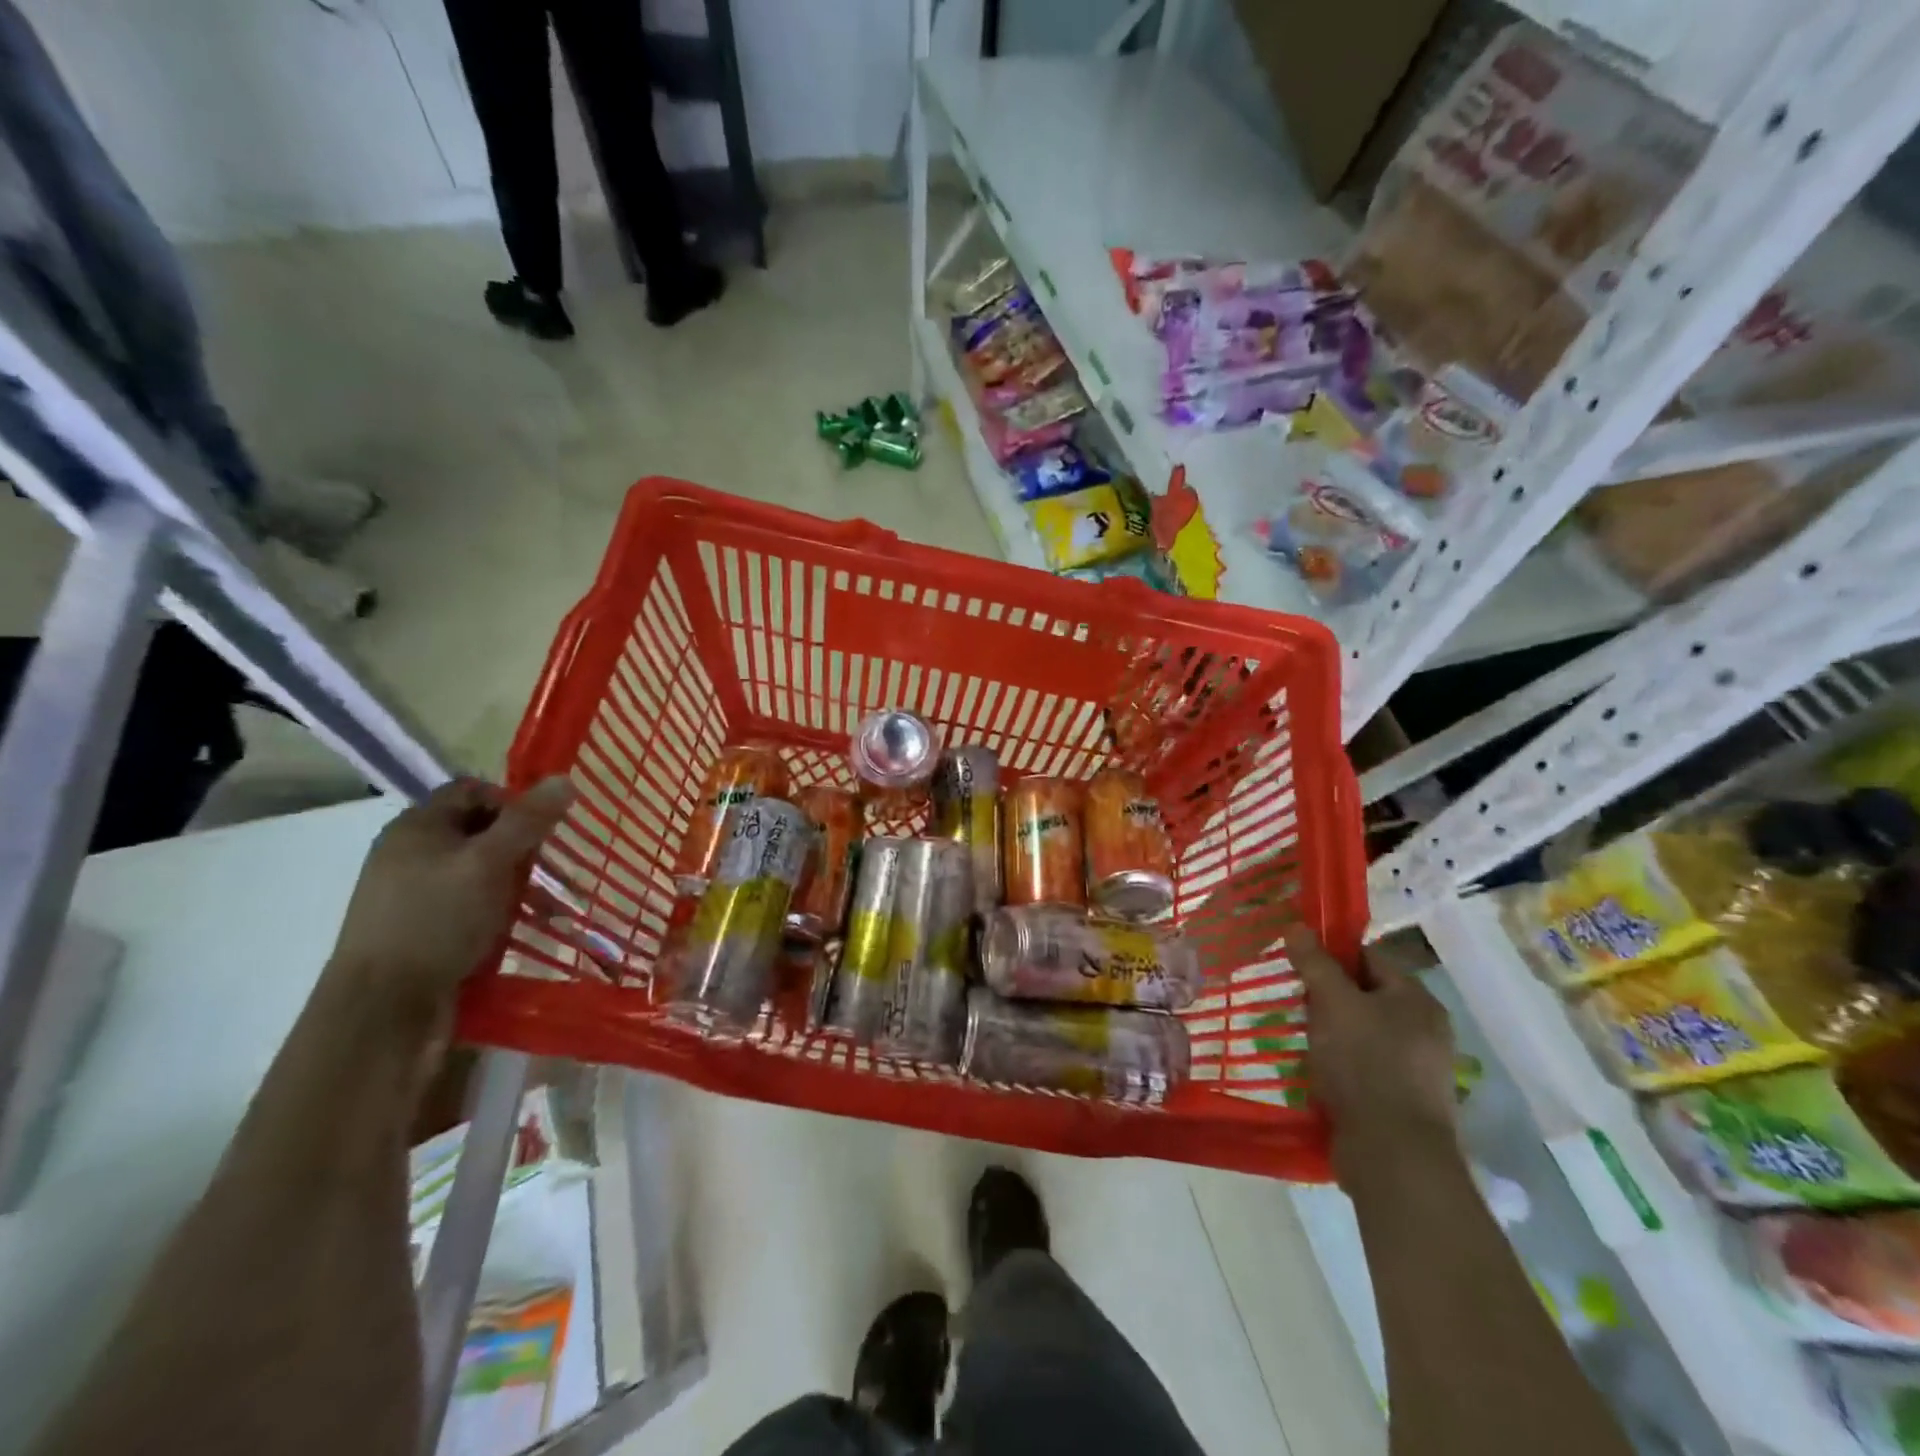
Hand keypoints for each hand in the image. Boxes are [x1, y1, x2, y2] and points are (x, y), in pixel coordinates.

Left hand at [328, 776, 574, 1018]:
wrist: (383, 1010)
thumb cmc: (435, 921)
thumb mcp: (488, 863)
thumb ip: (527, 821)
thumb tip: (565, 779)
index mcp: (417, 827)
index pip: (473, 790)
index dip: (513, 802)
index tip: (544, 830)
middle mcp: (413, 854)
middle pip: (480, 830)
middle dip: (524, 847)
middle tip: (554, 869)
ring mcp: (417, 894)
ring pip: (481, 871)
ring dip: (519, 883)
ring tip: (551, 907)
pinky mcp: (426, 929)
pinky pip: (473, 904)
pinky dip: (502, 910)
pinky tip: (525, 929)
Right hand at [1292, 926, 1461, 1190]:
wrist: (1393, 1156)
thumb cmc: (1365, 1065)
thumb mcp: (1333, 1003)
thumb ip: (1315, 964)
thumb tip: (1298, 927)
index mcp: (1417, 1000)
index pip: (1369, 958)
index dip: (1331, 955)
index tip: (1297, 964)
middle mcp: (1424, 1029)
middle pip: (1365, 995)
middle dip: (1327, 997)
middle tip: (1294, 1001)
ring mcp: (1416, 1068)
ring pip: (1361, 1033)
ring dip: (1329, 1032)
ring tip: (1299, 1037)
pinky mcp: (1402, 1100)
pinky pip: (1364, 1066)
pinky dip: (1339, 1064)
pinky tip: (1315, 1071)